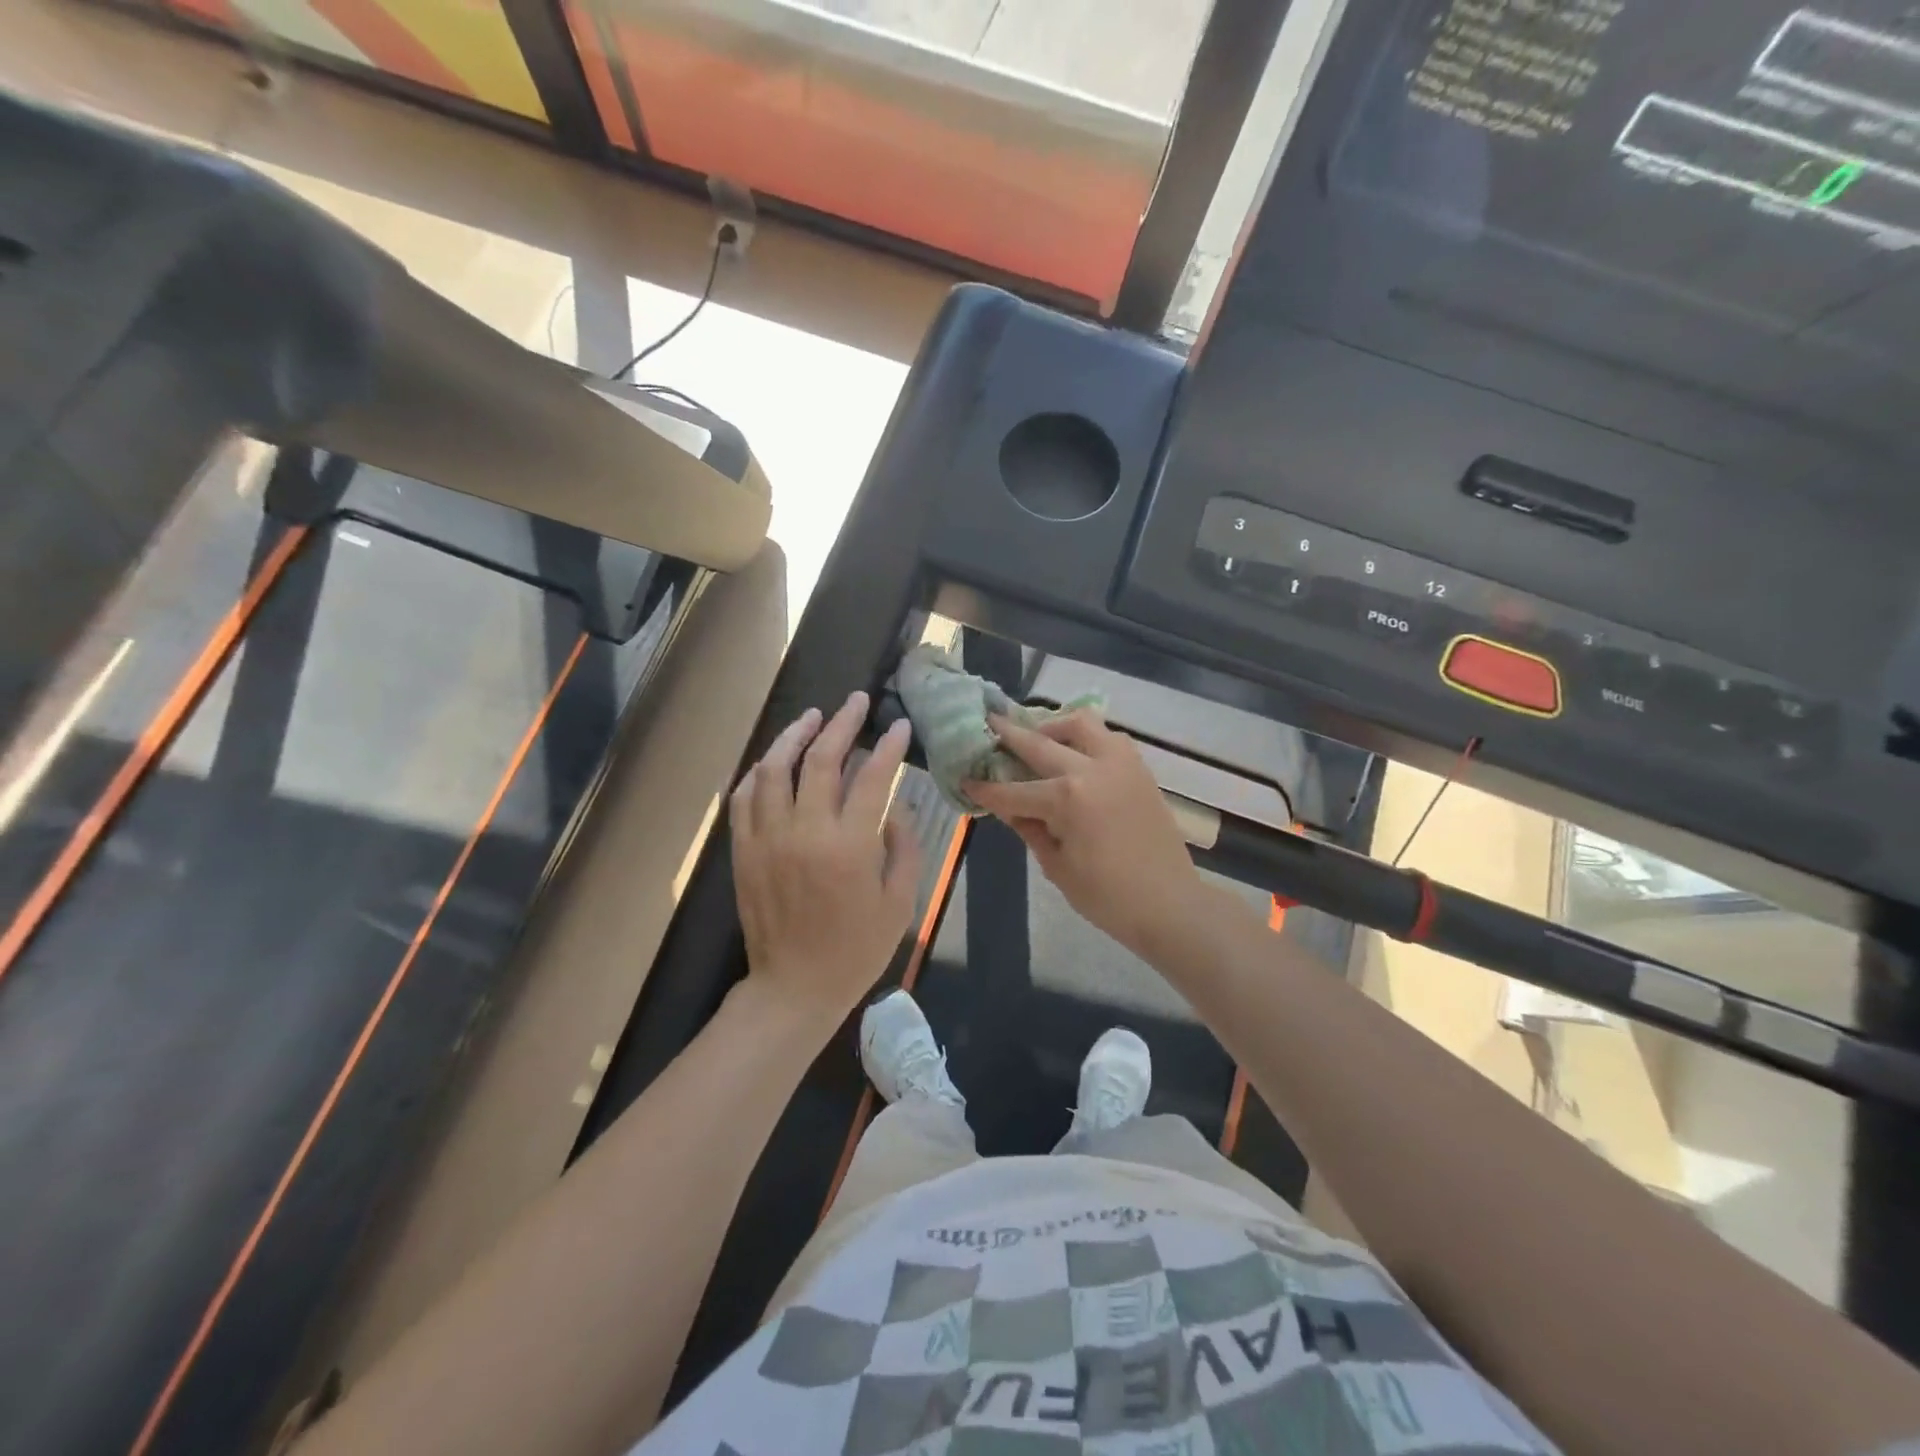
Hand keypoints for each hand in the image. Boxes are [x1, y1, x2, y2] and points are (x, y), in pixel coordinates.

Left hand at [730, 692, 920, 1033]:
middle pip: (820, 760)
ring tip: (813, 716)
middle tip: (857, 701)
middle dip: (842, 723)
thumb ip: (905, 848)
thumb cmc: (856, 950)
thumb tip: (895, 808)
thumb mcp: (900, 903)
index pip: (871, 778)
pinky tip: (773, 760)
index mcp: (849, 846)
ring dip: (794, 736)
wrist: (794, 988)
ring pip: (774, 769)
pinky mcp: (743, 851)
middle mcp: (804, 832)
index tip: (899, 726)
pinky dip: (759, 772)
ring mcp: (767, 839)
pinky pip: (744, 798)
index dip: (888, 747)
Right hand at [965, 710, 1204, 955]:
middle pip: (1039, 744)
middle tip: (989, 721)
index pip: (1012, 791)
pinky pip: (1109, 738)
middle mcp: (1091, 769)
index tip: (965, 779)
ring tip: (1039, 737)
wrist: (1170, 904)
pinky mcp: (1139, 769)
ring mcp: (1119, 764)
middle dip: (1009, 734)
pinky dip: (1087, 738)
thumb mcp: (1057, 866)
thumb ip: (1030, 829)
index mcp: (1066, 799)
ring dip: (1054, 725)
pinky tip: (1076, 754)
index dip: (985, 789)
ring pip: (1081, 724)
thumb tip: (1008, 807)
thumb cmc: (1107, 897)